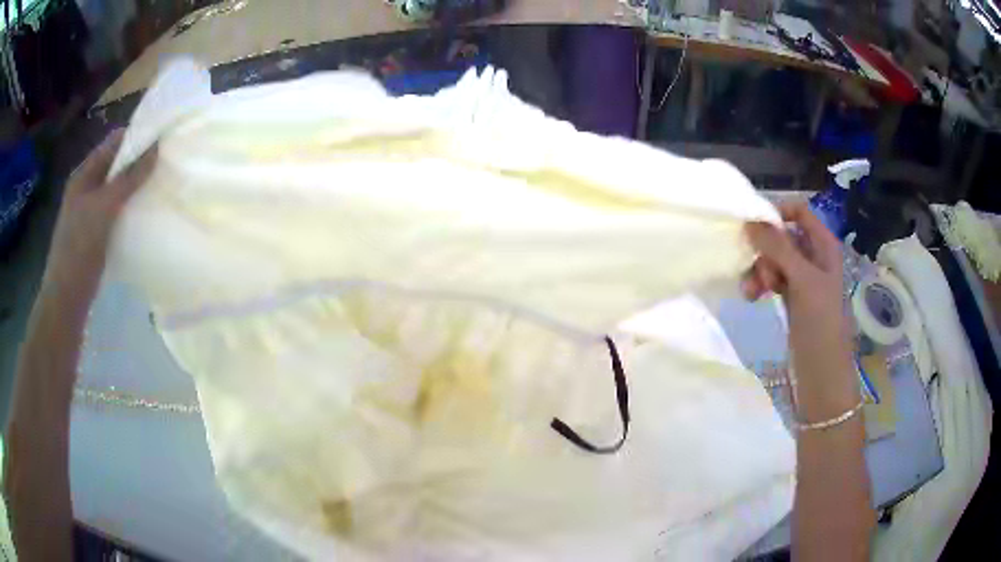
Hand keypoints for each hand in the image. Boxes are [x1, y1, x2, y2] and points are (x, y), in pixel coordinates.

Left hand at [43, 130, 156, 299]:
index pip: (113, 142)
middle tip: (164, 163)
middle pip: (116, 165)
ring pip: (117, 190)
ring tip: (158, 186)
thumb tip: (156, 148)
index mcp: (84, 174)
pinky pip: (116, 212)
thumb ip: (128, 179)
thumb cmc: (79, 249)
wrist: (66, 300)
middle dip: (138, 162)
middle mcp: (86, 188)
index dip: (136, 136)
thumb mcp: (103, 208)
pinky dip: (129, 209)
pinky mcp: (96, 234)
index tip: (162, 138)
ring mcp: (89, 212)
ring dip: (135, 187)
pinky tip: (144, 214)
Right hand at [742, 201, 856, 417]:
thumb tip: (750, 220)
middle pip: (782, 235)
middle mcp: (813, 257)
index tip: (752, 226)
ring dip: (759, 269)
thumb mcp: (803, 281)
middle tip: (758, 270)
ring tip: (750, 291)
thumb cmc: (820, 323)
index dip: (776, 213)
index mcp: (824, 245)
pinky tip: (752, 297)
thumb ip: (779, 248)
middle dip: (765, 248)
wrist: (821, 374)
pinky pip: (772, 279)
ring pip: (774, 258)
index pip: (799, 211)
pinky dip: (760, 284)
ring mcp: (802, 279)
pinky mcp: (791, 298)